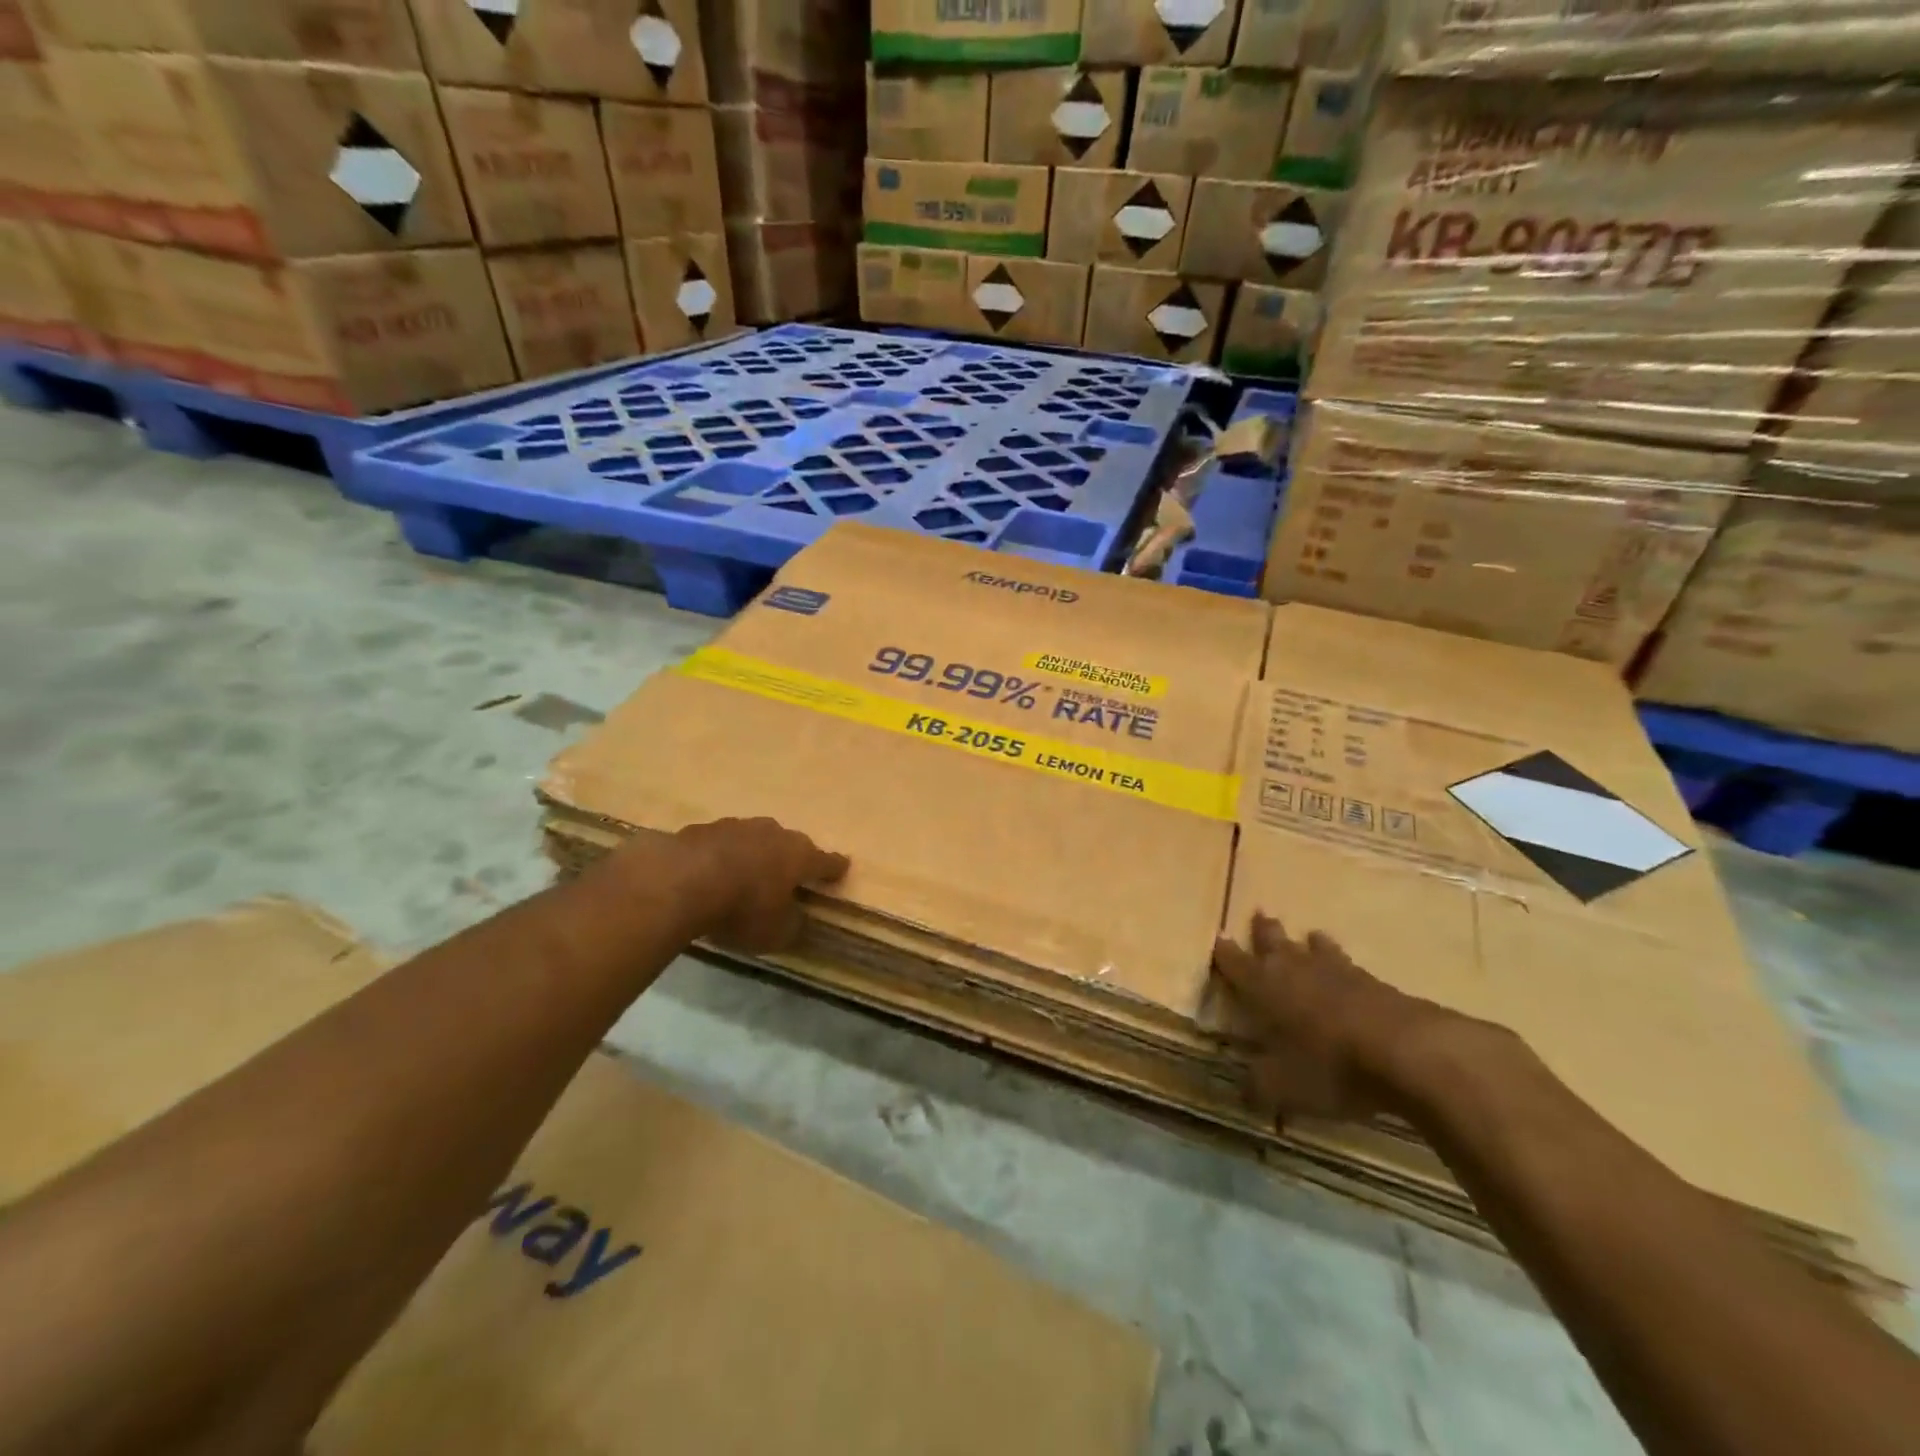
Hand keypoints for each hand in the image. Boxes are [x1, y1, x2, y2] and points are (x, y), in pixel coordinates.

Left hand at [672, 817, 849, 954]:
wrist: (680, 881)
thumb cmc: (742, 909)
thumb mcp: (775, 933)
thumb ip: (793, 926)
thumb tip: (798, 920)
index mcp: (799, 856)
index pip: (826, 861)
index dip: (835, 868)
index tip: (842, 867)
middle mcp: (773, 833)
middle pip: (789, 845)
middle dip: (791, 859)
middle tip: (788, 876)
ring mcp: (736, 826)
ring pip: (753, 840)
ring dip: (754, 854)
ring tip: (746, 874)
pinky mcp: (702, 829)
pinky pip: (720, 845)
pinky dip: (720, 857)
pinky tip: (709, 874)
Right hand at [1212, 913, 1451, 1125]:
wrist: (1408, 1052)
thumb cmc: (1330, 1066)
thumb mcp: (1283, 1088)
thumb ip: (1257, 1086)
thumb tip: (1241, 1090)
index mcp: (1264, 986)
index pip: (1235, 963)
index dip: (1224, 953)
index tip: (1216, 939)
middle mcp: (1295, 970)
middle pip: (1274, 941)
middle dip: (1263, 931)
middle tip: (1260, 915)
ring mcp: (1338, 972)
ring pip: (1316, 949)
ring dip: (1309, 943)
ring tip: (1310, 935)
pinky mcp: (1375, 983)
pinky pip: (1349, 966)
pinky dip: (1342, 964)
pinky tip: (1348, 971)